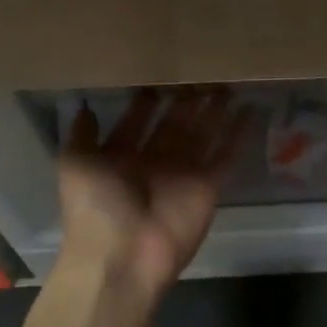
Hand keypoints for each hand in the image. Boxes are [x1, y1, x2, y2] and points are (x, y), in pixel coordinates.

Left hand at [57, 88, 252, 295]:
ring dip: (215, 111)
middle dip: (187, 99)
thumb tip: (84, 106)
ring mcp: (184, 173)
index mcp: (121, 156)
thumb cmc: (95, 207)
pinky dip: (239, 134)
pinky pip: (226, 154)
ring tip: (229, 83)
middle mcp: (154, 161)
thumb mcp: (75, 165)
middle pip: (174, 123)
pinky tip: (251, 109)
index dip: (148, 100)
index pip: (137, 121)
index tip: (161, 72)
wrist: (123, 256)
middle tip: (202, 70)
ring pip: (203, 133)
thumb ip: (82, 135)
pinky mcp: (209, 185)